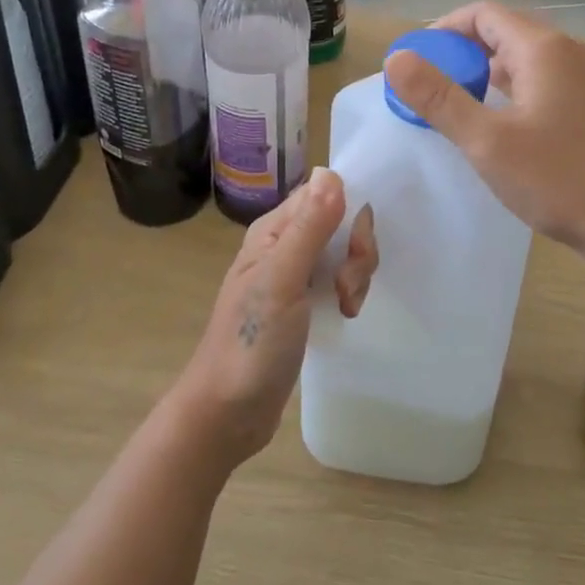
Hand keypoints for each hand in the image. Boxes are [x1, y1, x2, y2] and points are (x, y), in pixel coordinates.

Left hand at [171, 170, 376, 470]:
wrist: (228, 412)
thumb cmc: (251, 342)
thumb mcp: (282, 281)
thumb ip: (309, 228)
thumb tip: (330, 172)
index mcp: (274, 230)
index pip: (324, 194)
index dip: (349, 213)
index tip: (355, 249)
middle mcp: (284, 245)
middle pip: (339, 222)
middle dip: (356, 250)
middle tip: (346, 286)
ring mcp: (294, 276)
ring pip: (343, 252)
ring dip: (355, 274)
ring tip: (345, 306)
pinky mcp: (303, 304)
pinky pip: (338, 280)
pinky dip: (349, 293)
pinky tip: (345, 315)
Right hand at [384, 2, 584, 264]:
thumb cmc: (558, 179)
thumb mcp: (486, 141)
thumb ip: (438, 97)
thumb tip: (396, 59)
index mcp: (544, 49)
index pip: (484, 14)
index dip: (445, 28)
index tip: (419, 57)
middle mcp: (572, 52)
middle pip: (507, 32)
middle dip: (465, 50)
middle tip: (434, 82)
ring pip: (529, 58)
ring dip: (491, 71)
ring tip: (462, 102)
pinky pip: (549, 79)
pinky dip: (518, 88)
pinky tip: (506, 123)